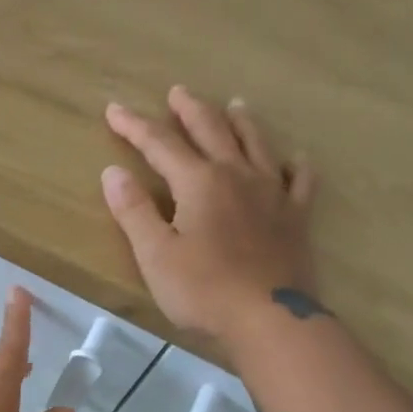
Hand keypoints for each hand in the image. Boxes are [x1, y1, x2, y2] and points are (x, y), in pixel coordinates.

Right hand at [101, 87, 317, 340]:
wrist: (269, 319)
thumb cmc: (204, 290)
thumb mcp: (155, 254)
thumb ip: (134, 210)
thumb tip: (113, 172)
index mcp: (199, 182)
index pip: (160, 144)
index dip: (134, 125)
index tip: (114, 109)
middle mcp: (237, 175)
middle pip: (212, 130)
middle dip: (190, 109)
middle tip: (178, 92)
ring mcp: (272, 193)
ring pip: (257, 144)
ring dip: (241, 122)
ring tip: (234, 104)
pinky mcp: (296, 217)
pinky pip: (299, 181)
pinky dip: (295, 165)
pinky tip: (295, 158)